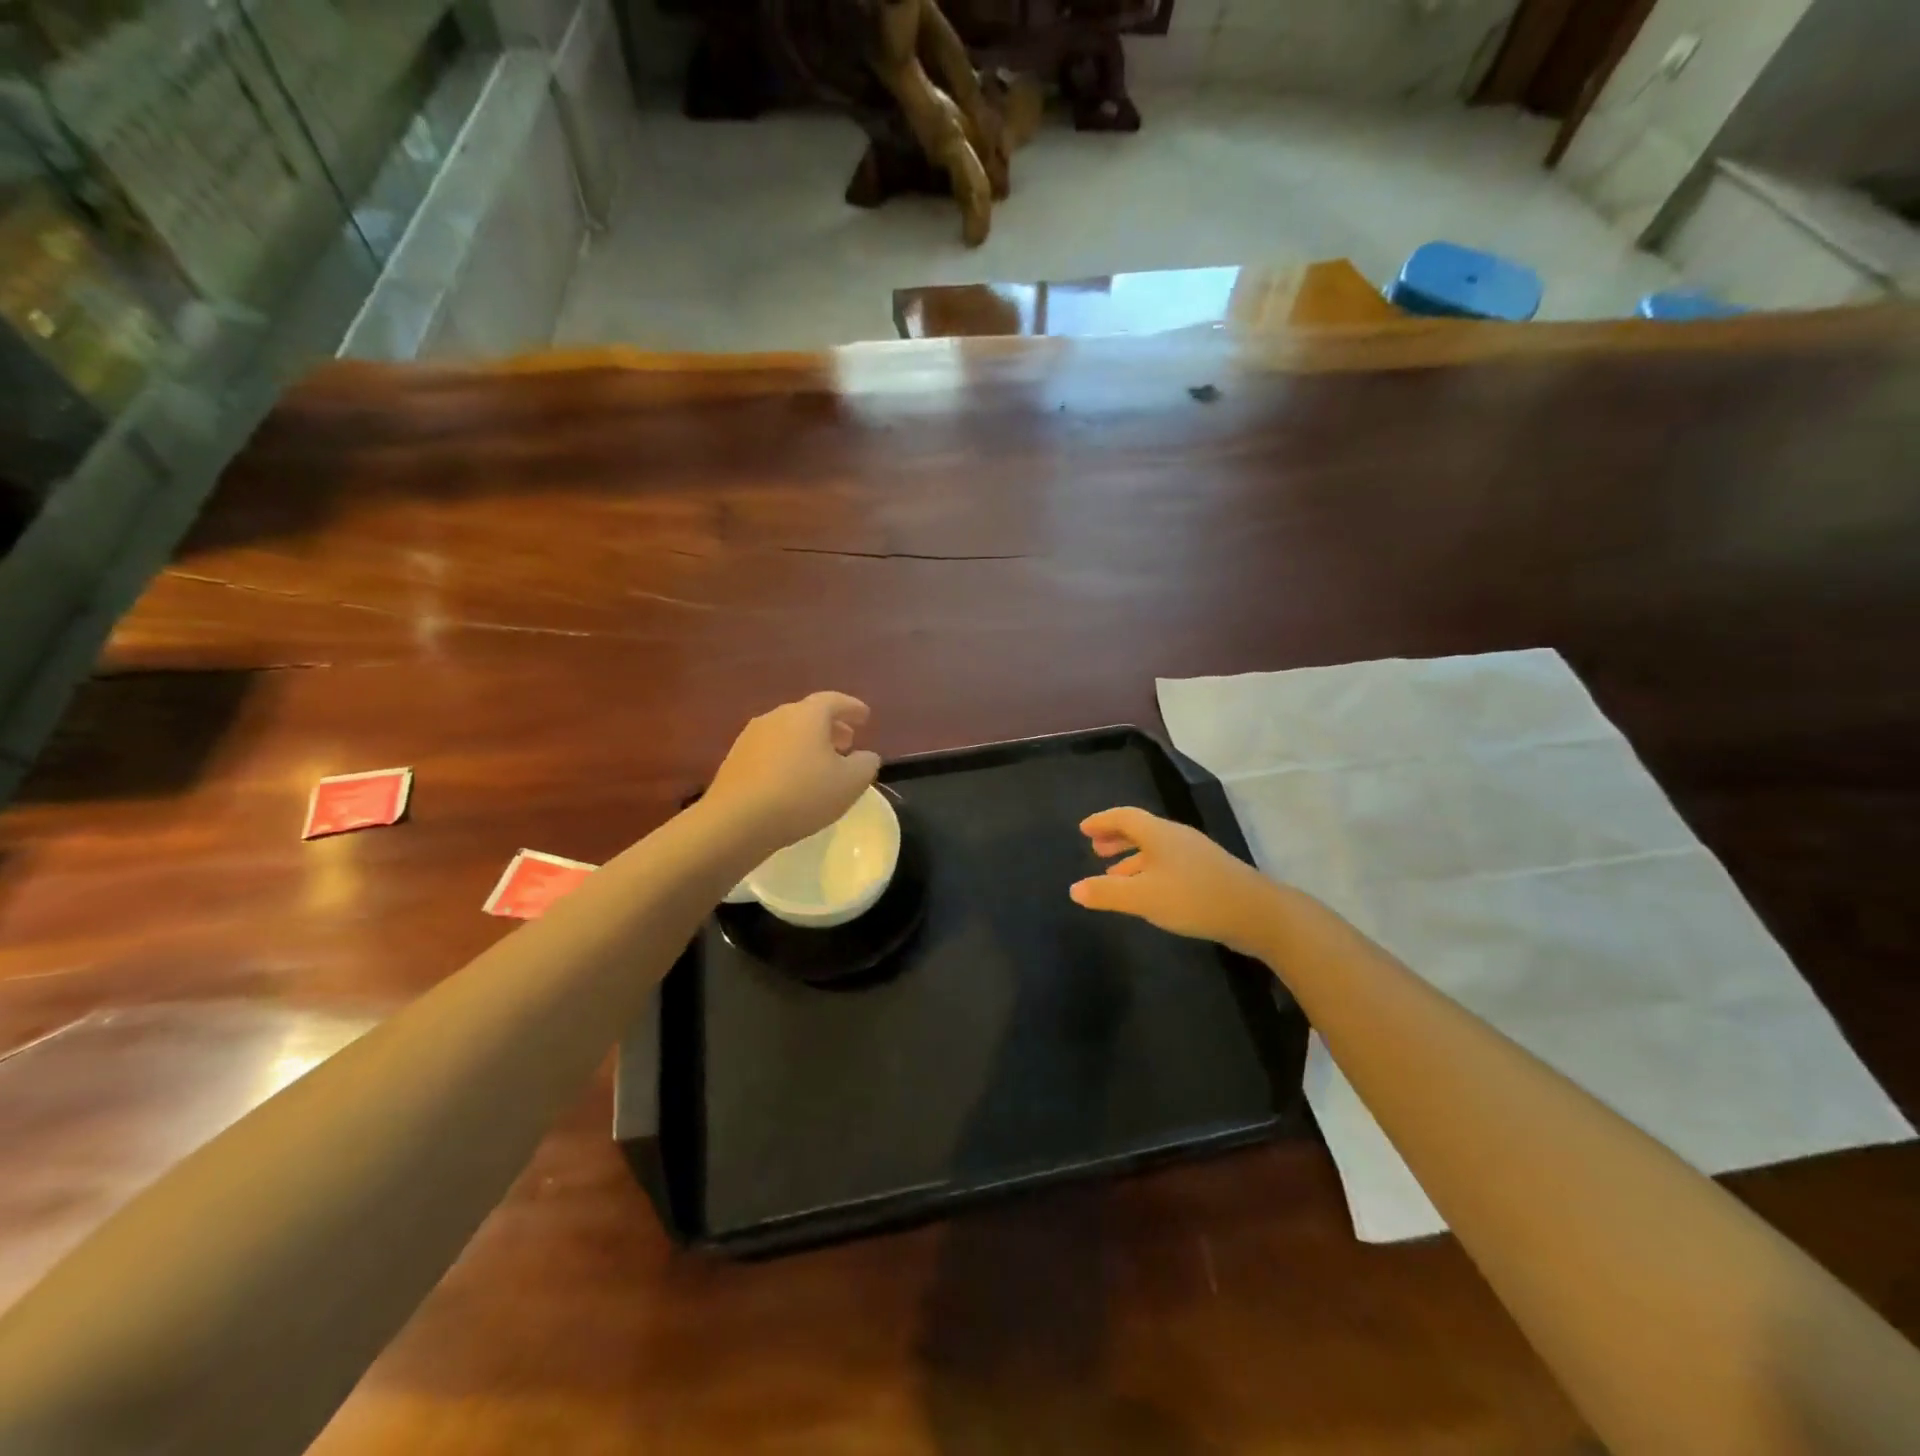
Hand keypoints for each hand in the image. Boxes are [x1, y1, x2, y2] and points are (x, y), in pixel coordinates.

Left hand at [705, 692, 880, 853]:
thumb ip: (866, 764)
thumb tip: (866, 756)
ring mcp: (751, 736)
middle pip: (809, 714)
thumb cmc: (802, 795)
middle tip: (846, 743)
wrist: (737, 821)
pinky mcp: (735, 759)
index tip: (865, 717)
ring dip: (808, 743)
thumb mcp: (850, 783)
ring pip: (788, 732)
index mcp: (807, 715)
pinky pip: (771, 750)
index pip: (834, 700)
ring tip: (821, 764)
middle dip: (831, 726)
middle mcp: (777, 716)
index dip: (852, 708)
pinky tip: (792, 779)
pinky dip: (787, 756)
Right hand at [1069, 807, 1282, 957]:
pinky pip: (1168, 863)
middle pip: (1140, 829)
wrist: (1256, 913)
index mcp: (1159, 834)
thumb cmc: (1193, 898)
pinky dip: (1149, 871)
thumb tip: (1074, 889)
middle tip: (1095, 849)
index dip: (1102, 821)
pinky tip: (1148, 892)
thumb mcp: (1142, 897)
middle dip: (1116, 838)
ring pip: (1155, 849)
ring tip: (1113, 874)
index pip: (1124, 817)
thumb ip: (1106, 892)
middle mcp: (1176, 837)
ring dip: (1131, 858)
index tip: (1083, 829)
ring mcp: (1195, 855)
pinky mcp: (1208, 874)